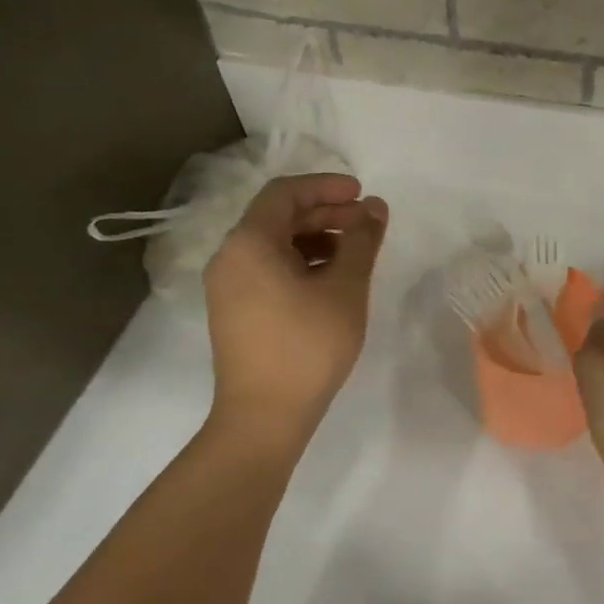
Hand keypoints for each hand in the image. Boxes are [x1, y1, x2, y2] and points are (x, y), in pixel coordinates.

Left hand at [204, 173, 387, 440]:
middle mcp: (229, 257)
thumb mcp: (345, 289)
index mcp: (249, 243)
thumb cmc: (308, 347)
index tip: (363, 195)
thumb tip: (375, 207)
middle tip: (366, 225)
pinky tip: (330, 282)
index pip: (285, 193)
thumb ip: (361, 241)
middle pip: (278, 218)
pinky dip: (300, 265)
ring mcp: (227, 287)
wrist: (264, 416)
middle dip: (325, 214)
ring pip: (274, 246)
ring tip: (354, 255)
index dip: (326, 187)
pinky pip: (268, 271)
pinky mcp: (234, 311)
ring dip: (315, 240)